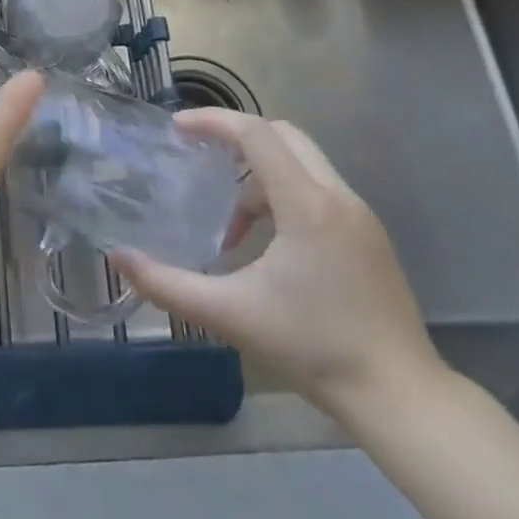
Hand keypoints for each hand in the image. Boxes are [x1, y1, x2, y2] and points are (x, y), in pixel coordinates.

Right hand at [111, 111, 442, 423]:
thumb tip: (118, 258)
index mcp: (307, 206)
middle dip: (236, 137)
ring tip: (230, 221)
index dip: (213, 122)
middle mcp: (338, 197)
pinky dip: (284, 193)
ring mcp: (360, 215)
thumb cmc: (313, 348)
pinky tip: (267, 242)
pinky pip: (319, 188)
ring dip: (259, 173)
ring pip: (303, 162)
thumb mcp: (230, 314)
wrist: (401, 396)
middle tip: (198, 155)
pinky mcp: (369, 236)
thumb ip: (167, 284)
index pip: (256, 134)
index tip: (177, 129)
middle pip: (283, 135)